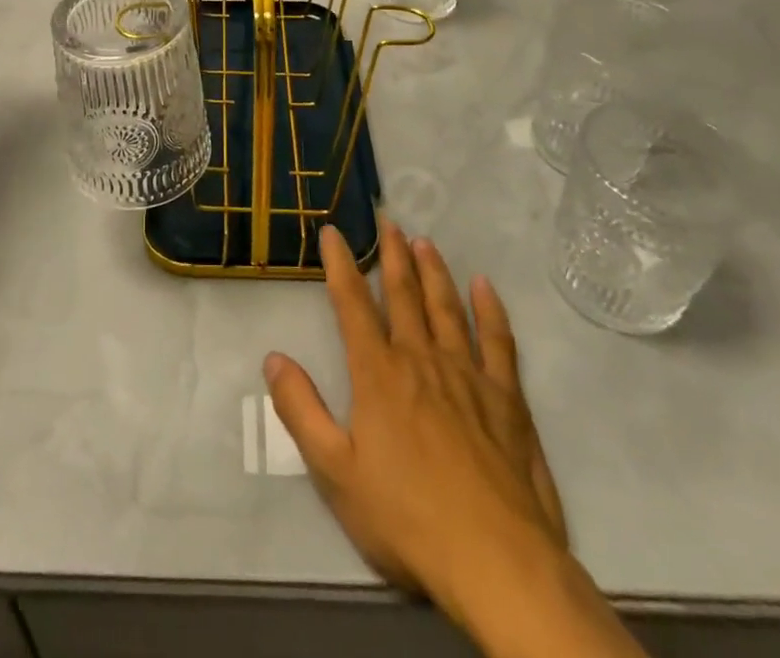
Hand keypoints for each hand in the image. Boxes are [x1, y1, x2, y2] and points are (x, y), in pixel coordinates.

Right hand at [264, 223, 567, 623]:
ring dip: (433, 271)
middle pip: (403, 295)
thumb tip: (273, 358)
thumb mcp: (335, 472)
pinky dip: (490, 309)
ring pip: (447, 307)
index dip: (340, 265)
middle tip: (388, 220)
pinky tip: (484, 286)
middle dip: (392, 255)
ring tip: (424, 241)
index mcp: (378, 374)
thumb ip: (301, 411)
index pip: (352, 305)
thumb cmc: (406, 518)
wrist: (495, 560)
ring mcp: (468, 375)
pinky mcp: (506, 398)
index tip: (333, 232)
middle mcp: (421, 359)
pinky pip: (498, 340)